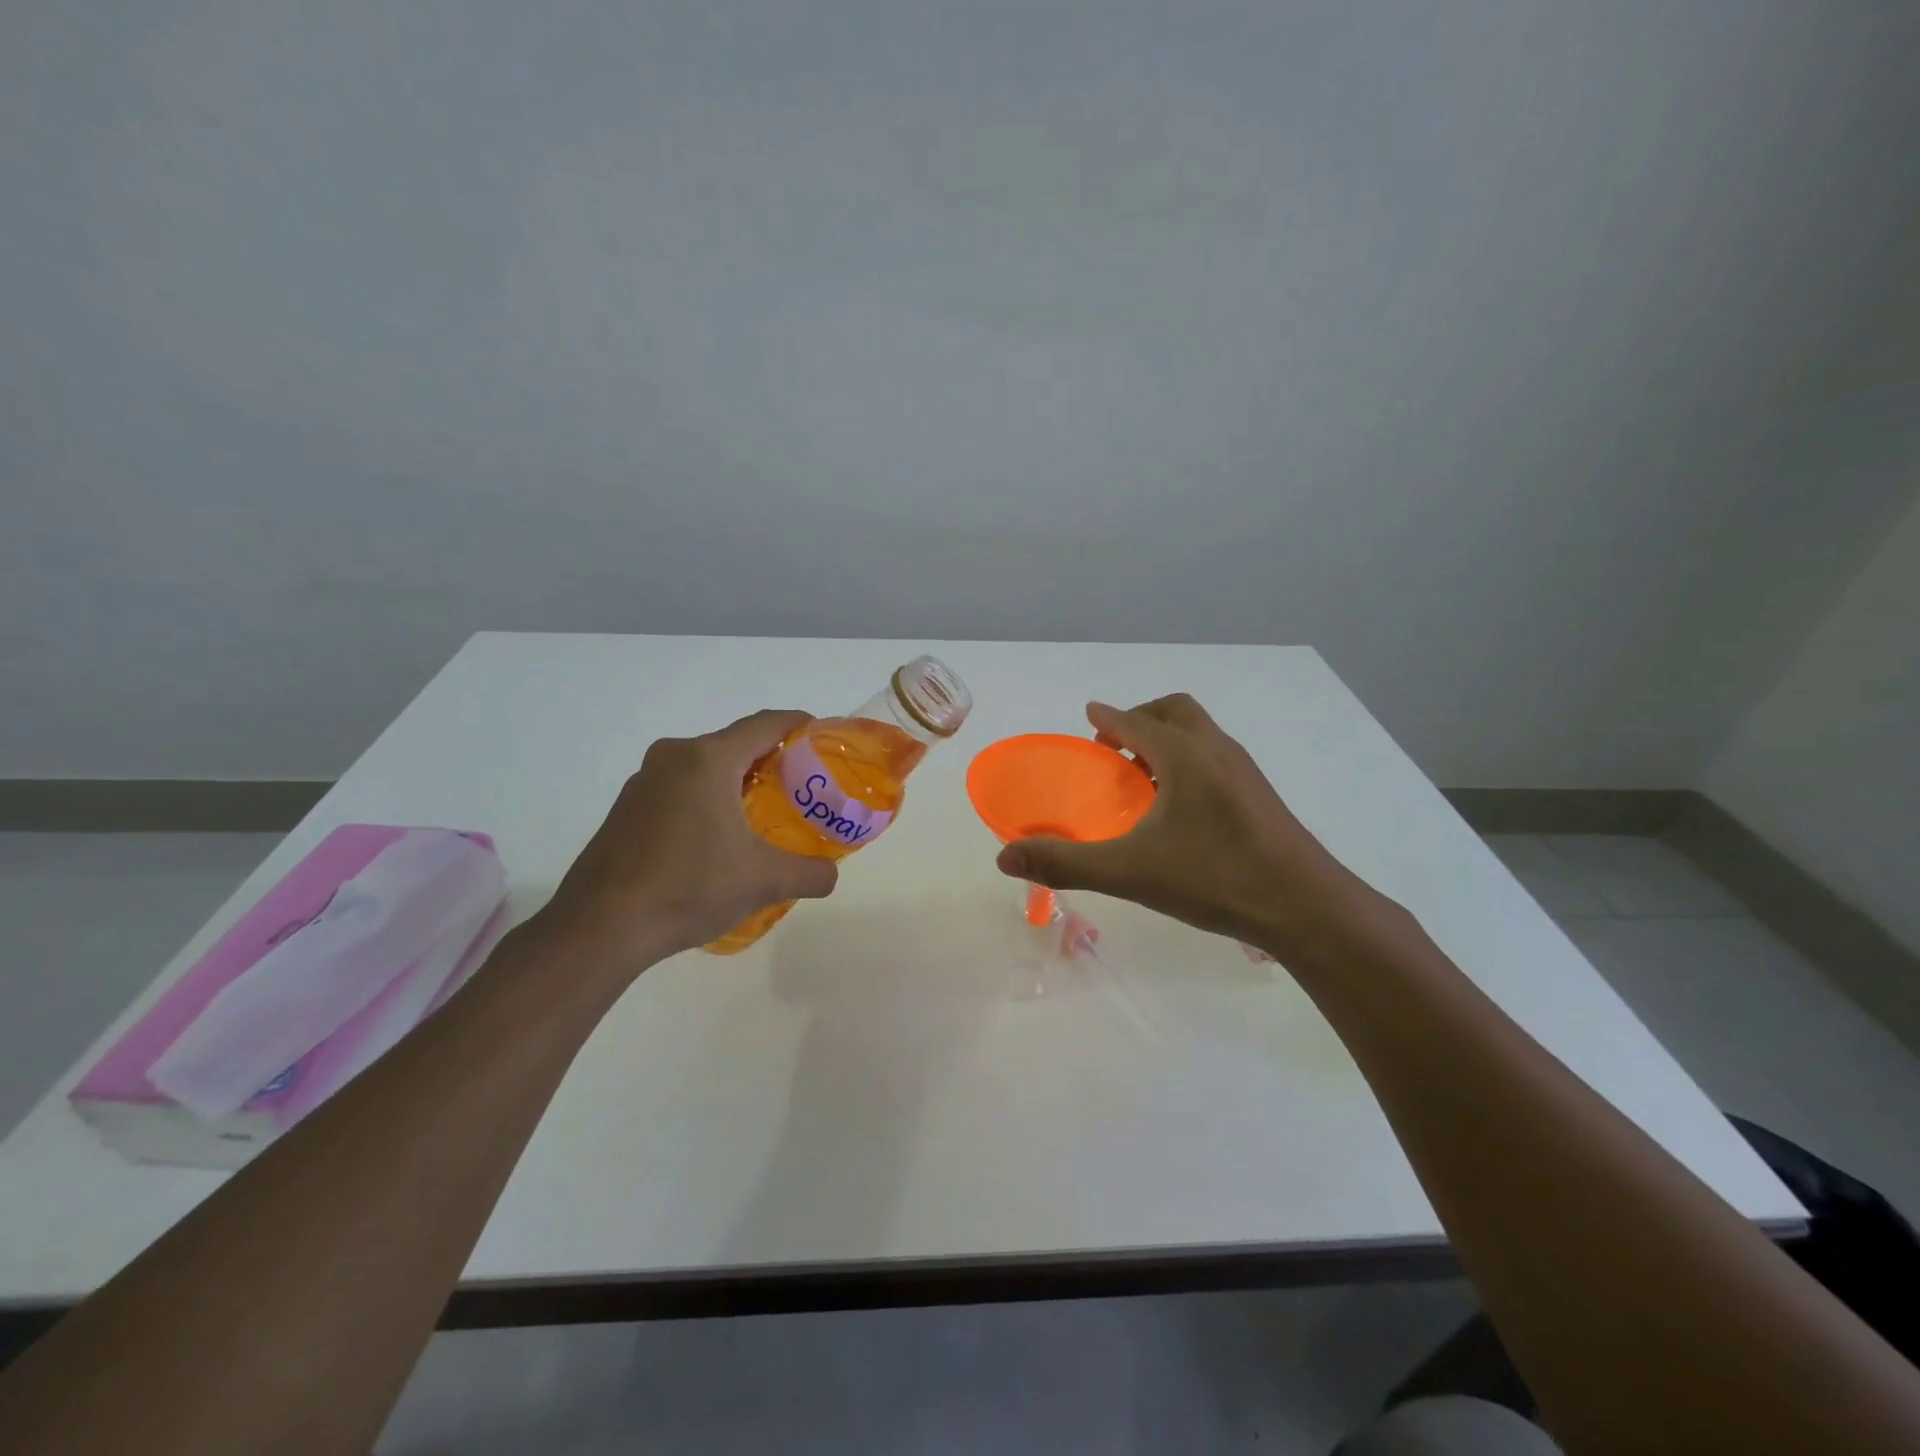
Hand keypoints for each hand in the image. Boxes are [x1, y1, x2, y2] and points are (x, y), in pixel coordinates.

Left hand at [533, 710, 838, 974]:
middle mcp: (674, 757)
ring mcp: (644, 782)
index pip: (766, 724)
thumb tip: (831, 875)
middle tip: (802, 788)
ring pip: (705, 768)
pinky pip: (680, 789)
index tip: (824, 739)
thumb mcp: (763, 881)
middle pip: (736, 744)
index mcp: (708, 759)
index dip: (800, 725)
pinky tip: (717, 840)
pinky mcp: (627, 809)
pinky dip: (708, 800)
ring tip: (764, 816)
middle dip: (772, 760)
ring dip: (737, 782)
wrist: (600, 928)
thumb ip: (810, 873)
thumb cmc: (688, 888)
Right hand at [996, 695, 1385, 963]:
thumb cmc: (1215, 878)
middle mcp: (1217, 751)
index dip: (1108, 717)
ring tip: (1143, 778)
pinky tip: (1182, 808)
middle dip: (1142, 719)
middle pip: (1176, 711)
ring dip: (1168, 739)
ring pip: (1201, 734)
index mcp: (1184, 756)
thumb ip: (1065, 863)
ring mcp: (1245, 772)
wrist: (1306, 907)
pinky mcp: (1261, 796)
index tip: (1090, 716)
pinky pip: (1217, 757)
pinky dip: (1190, 761)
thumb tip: (1005, 858)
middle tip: (1115, 748)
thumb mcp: (1130, 872)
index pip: (1137, 722)